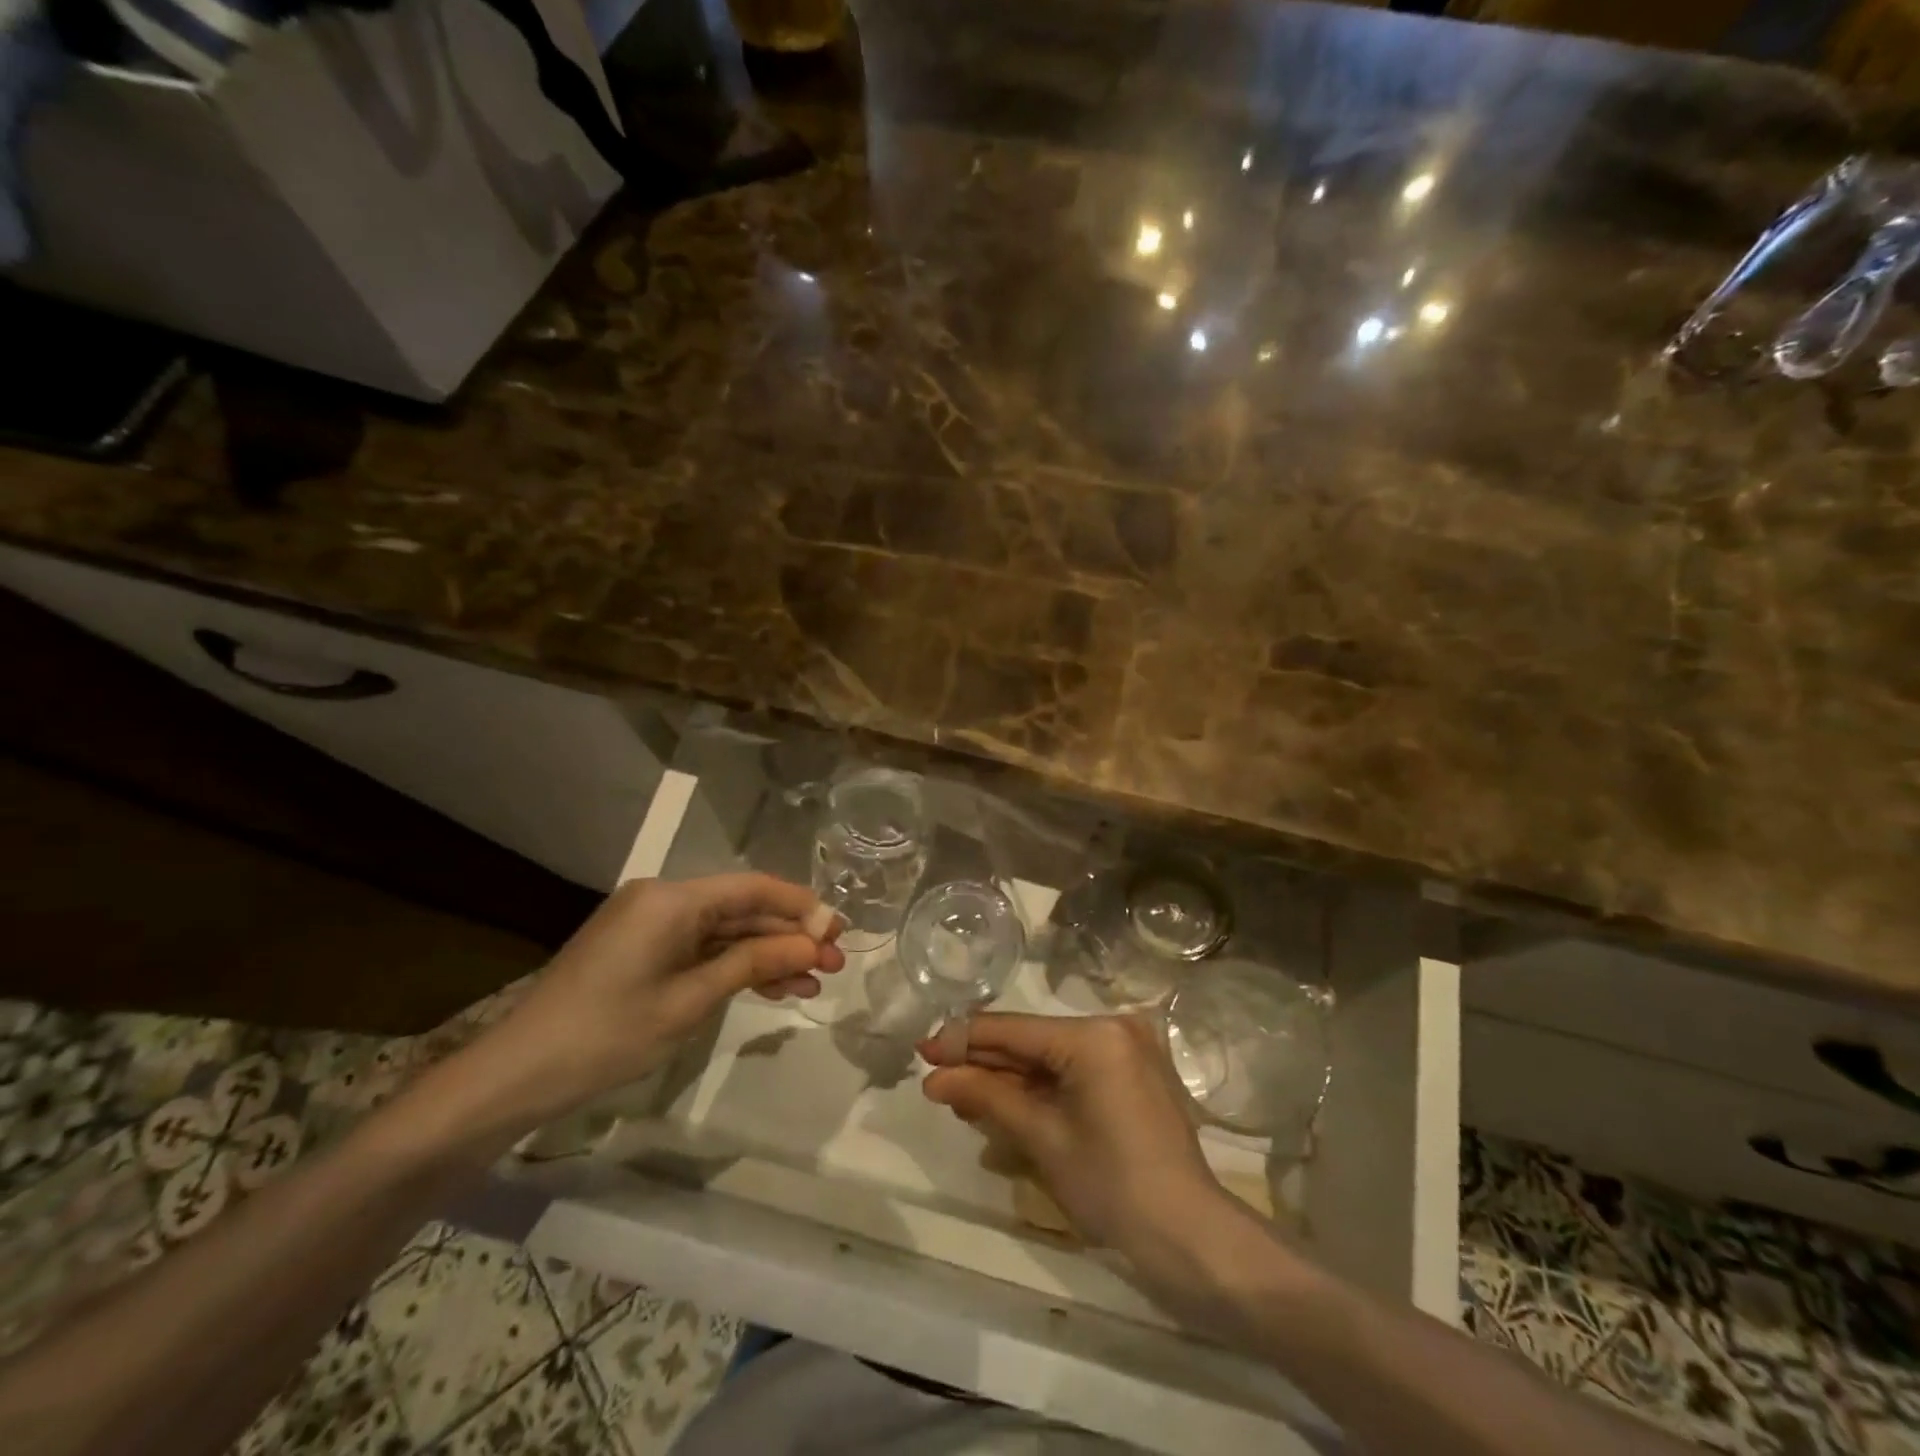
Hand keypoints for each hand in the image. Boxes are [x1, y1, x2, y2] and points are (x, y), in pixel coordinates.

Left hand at [477, 874, 843, 1124]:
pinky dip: (734, 967)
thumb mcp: (691, 1000)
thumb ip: (754, 964)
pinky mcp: (643, 949)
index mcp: (672, 899)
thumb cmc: (609, 1033)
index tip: (839, 929)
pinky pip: (701, 948)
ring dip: (768, 955)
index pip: (752, 888)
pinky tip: (773, 988)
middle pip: (742, 909)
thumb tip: (811, 944)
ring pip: (725, 932)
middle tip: (835, 963)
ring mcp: (651, 924)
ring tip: (814, 982)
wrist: (520, 1073)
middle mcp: (663, 899)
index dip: (800, 906)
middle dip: (789, 936)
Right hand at [918, 1013, 1234, 1271]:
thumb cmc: (1111, 1185)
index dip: (964, 1040)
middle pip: (1032, 1041)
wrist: (1188, 1236)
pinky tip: (1004, 1101)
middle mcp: (1114, 1027)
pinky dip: (1041, 1087)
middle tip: (937, 1076)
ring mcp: (1128, 1049)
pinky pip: (1075, 1070)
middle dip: (984, 1062)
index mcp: (1094, 1034)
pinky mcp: (1133, 1073)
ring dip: (1009, 1077)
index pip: (1014, 1030)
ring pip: (1052, 1057)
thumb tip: (934, 1078)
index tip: (923, 1050)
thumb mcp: (1041, 1138)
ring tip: (961, 1094)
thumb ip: (986, 1097)